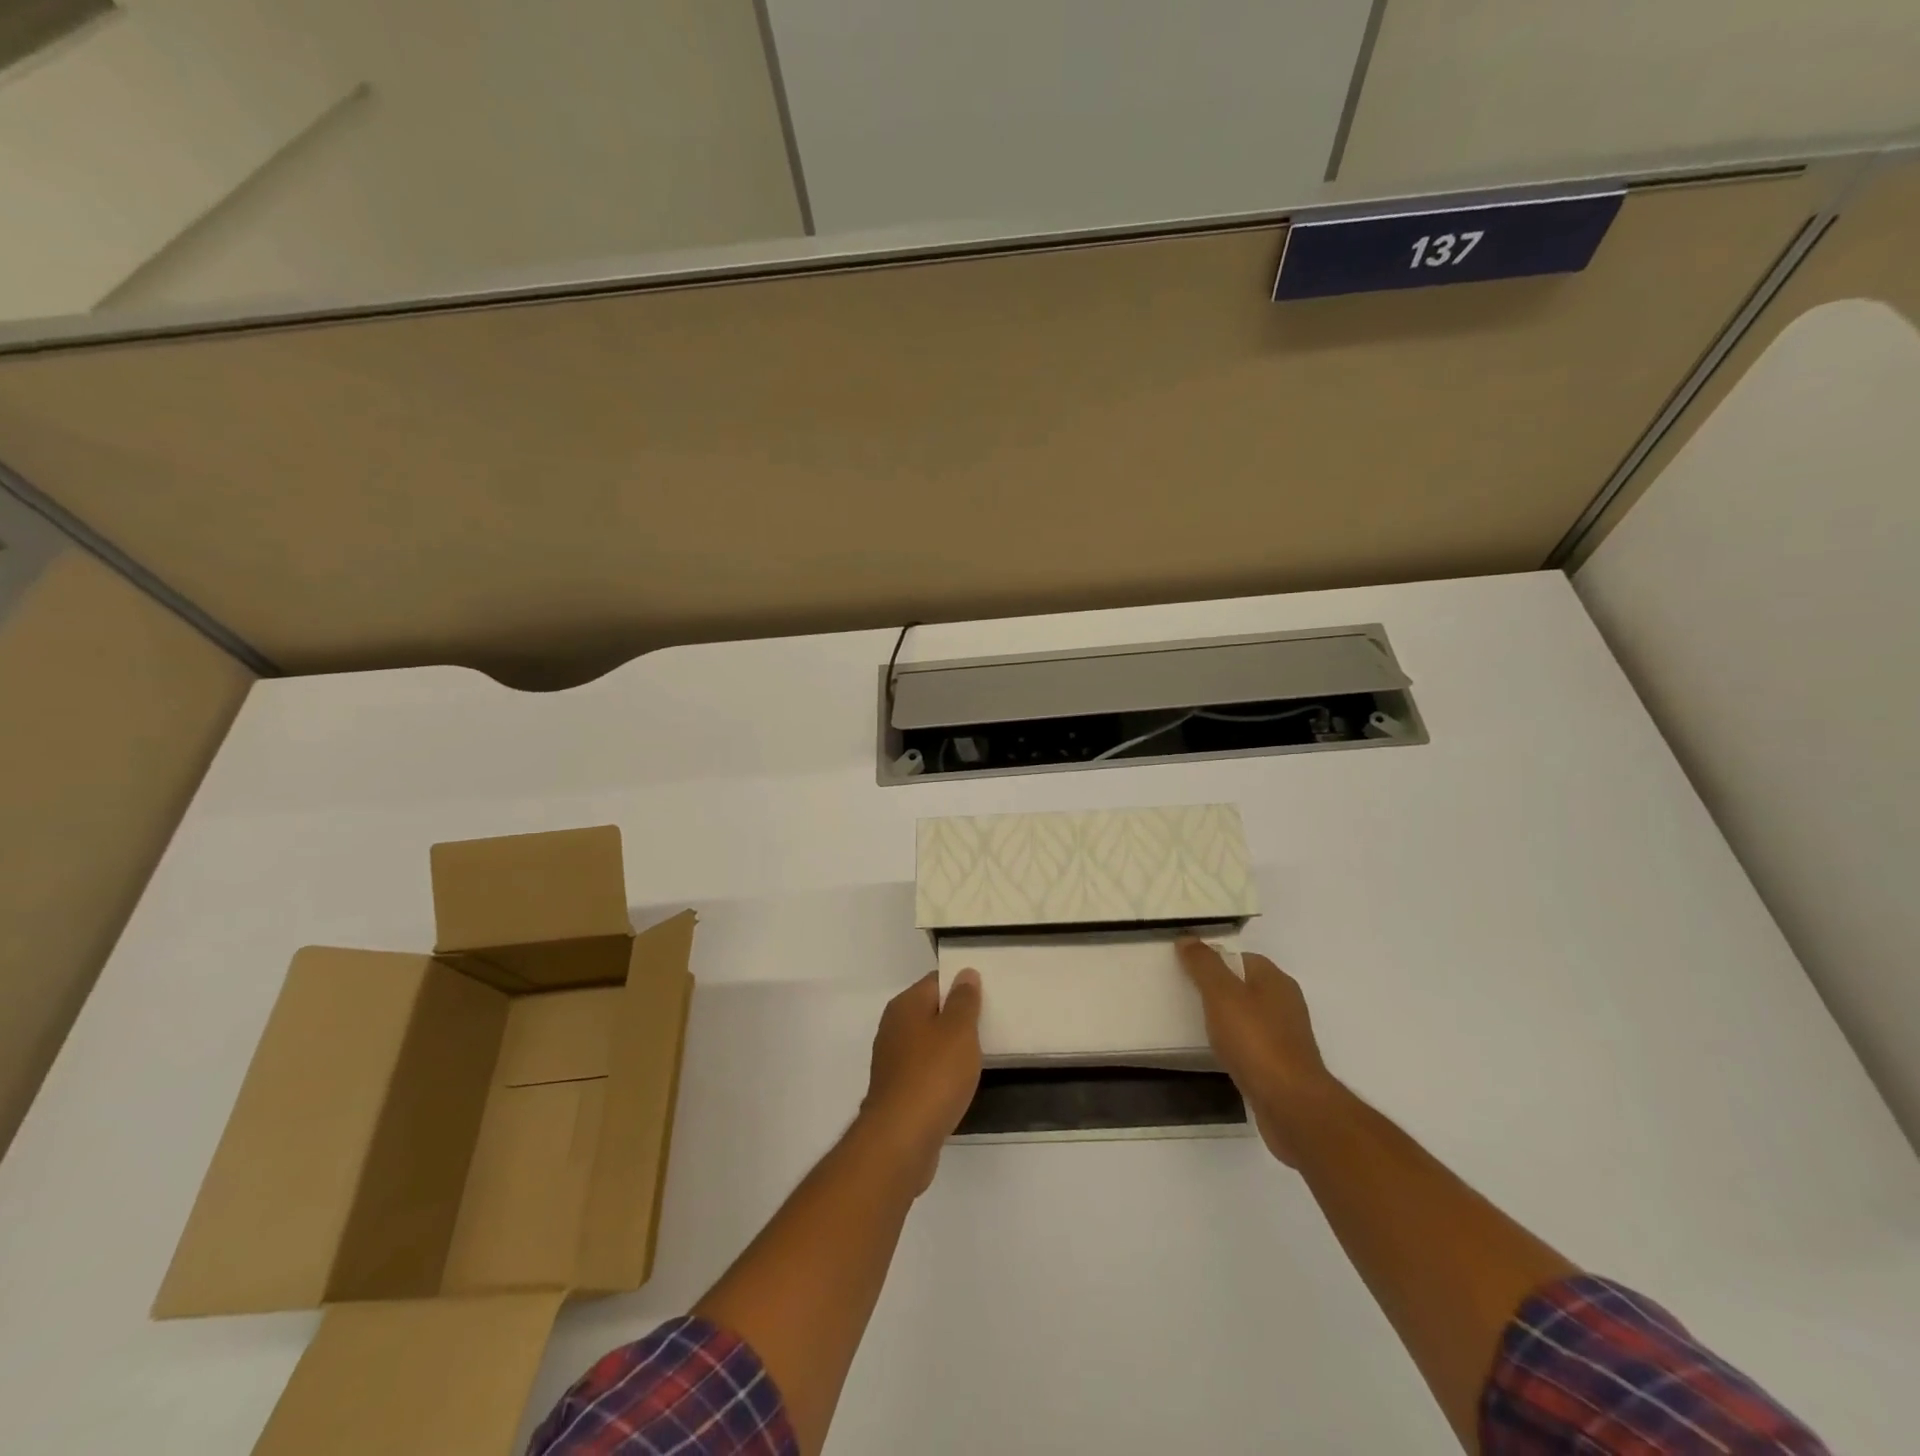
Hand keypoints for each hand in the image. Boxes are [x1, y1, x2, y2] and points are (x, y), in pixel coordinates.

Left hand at [858, 969, 982, 1193]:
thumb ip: (964, 1000)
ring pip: (929, 1043)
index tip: (989, 993)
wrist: (901, 1140)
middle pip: (931, 1011)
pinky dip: (943, 1073)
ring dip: (951, 1047)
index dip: (962, 984)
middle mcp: (894, 1027)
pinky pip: (925, 1071)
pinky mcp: (897, 1091)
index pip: (936, 981)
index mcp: (905, 1006)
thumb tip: (965, 973)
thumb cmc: (934, 1075)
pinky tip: (960, 1084)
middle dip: (958, 1017)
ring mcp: (893, 1061)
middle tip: (991, 1022)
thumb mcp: (959, 1030)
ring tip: (982, 1054)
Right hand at [1177, 940, 1340, 1166]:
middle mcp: (1285, 1003)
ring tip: (1196, 1026)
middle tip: (1186, 997)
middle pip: (1244, 986)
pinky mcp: (1282, 1065)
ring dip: (1225, 1020)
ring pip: (1247, 1017)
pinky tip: (1219, 1054)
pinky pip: (1251, 1044)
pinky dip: (1234, 1045)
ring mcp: (1286, 1036)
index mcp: (1275, 980)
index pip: (1240, 958)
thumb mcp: (1221, 994)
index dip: (1213, 961)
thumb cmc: (1255, 1041)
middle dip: (1217, 990)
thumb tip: (1187, 938)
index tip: (1186, 972)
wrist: (1291, 1105)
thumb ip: (1203, 965)